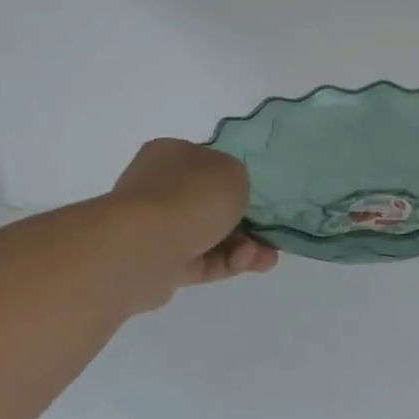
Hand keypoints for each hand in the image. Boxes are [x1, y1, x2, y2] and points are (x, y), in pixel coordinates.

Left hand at [108, 139, 277, 305]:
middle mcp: (159, 188)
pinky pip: (203, 261)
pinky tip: (249, 262)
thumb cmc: (192, 196)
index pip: (207, 165)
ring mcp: (157, 227)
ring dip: (244, 246)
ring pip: (211, 236)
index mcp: (171, 155)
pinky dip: (229, 262)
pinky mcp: (160, 262)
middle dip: (246, 222)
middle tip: (271, 233)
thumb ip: (238, 179)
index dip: (237, 182)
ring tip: (267, 257)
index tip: (260, 199)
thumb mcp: (234, 172)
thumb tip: (229, 195)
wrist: (147, 246)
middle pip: (211, 205)